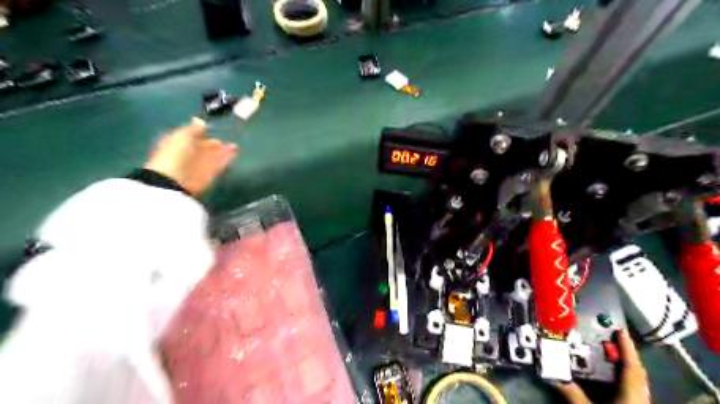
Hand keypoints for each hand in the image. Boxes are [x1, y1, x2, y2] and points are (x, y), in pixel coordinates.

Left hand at [145, 116, 237, 196]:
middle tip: (227, 140)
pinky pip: (220, 165)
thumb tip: (200, 121)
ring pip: (214, 156)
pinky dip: (227, 160)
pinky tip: (234, 154)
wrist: (175, 179)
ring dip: (224, 152)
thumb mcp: (182, 136)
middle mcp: (190, 154)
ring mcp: (201, 165)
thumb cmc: (176, 154)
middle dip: (215, 144)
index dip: (201, 133)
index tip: (211, 128)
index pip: (192, 137)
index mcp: (180, 143)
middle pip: (205, 148)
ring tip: (235, 146)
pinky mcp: (210, 174)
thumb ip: (193, 129)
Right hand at [552, 329, 649, 403]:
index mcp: (632, 397)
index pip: (631, 367)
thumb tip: (553, 374)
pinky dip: (623, 378)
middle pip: (637, 373)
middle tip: (612, 337)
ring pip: (636, 382)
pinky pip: (632, 389)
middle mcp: (640, 399)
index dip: (626, 347)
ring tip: (612, 353)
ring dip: (625, 366)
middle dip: (626, 354)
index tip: (620, 329)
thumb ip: (572, 393)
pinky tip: (613, 377)